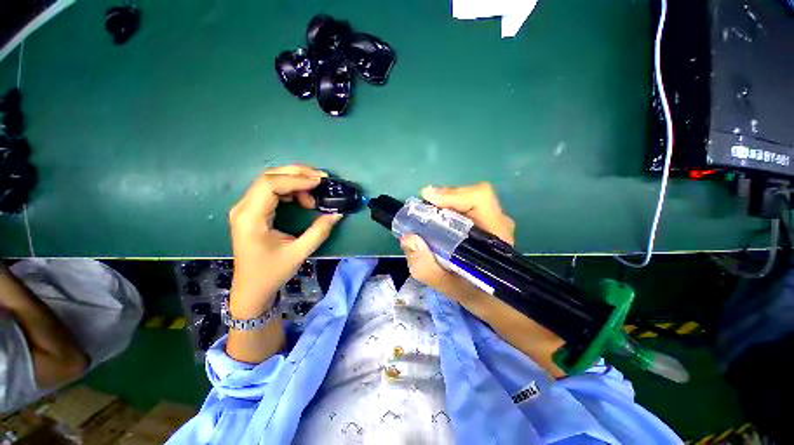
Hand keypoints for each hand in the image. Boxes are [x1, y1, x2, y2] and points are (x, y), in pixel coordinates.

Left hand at [228, 165, 341, 317]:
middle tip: (321, 178)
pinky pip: (271, 190)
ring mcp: (246, 208)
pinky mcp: (252, 210)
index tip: (320, 182)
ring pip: (270, 181)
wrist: (251, 288)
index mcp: (251, 218)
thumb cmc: (272, 272)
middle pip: (269, 177)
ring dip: (295, 180)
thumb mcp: (299, 253)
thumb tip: (337, 214)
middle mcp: (244, 207)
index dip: (297, 179)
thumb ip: (319, 231)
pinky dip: (290, 188)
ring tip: (315, 189)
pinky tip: (303, 196)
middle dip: (297, 174)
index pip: (270, 185)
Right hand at [400, 182, 514, 299]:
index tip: (427, 198)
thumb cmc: (480, 297)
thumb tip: (409, 238)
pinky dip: (447, 211)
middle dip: (442, 200)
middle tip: (420, 212)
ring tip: (426, 218)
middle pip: (470, 196)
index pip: (480, 198)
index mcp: (495, 235)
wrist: (500, 302)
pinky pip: (465, 208)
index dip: (453, 194)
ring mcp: (494, 222)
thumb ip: (427, 268)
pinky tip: (437, 224)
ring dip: (444, 205)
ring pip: (467, 201)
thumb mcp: (451, 289)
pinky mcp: (487, 224)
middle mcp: (497, 222)